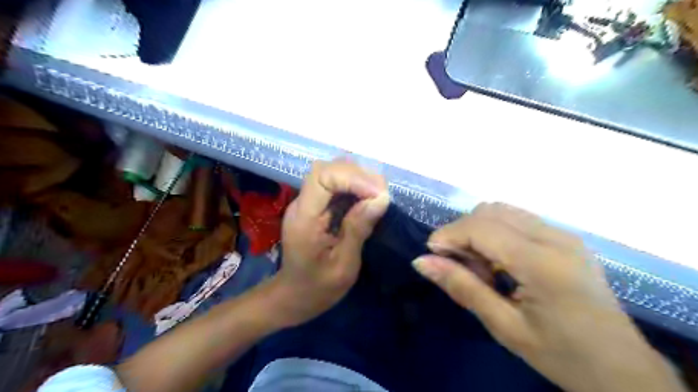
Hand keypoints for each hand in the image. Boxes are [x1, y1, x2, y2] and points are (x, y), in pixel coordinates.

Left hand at [268, 159, 389, 327]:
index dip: (352, 178)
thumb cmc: (318, 288)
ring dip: (358, 178)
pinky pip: (335, 184)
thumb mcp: (344, 265)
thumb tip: (381, 198)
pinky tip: (368, 198)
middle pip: (327, 169)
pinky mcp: (316, 206)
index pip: (322, 177)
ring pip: (331, 173)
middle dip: (358, 176)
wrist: (295, 296)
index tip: (378, 194)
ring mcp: (308, 203)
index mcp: (304, 218)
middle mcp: (302, 204)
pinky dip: (355, 185)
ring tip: (378, 195)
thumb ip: (358, 229)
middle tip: (382, 195)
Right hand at [411, 202, 684, 391]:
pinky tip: (498, 262)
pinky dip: (496, 233)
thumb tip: (421, 262)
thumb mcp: (505, 327)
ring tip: (478, 266)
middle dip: (462, 231)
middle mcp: (555, 238)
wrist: (623, 370)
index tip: (431, 255)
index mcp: (542, 263)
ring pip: (503, 211)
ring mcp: (564, 235)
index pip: (481, 228)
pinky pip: (518, 220)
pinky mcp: (566, 239)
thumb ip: (461, 288)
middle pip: (490, 211)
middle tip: (456, 265)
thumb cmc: (562, 355)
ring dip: (478, 230)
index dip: (448, 235)